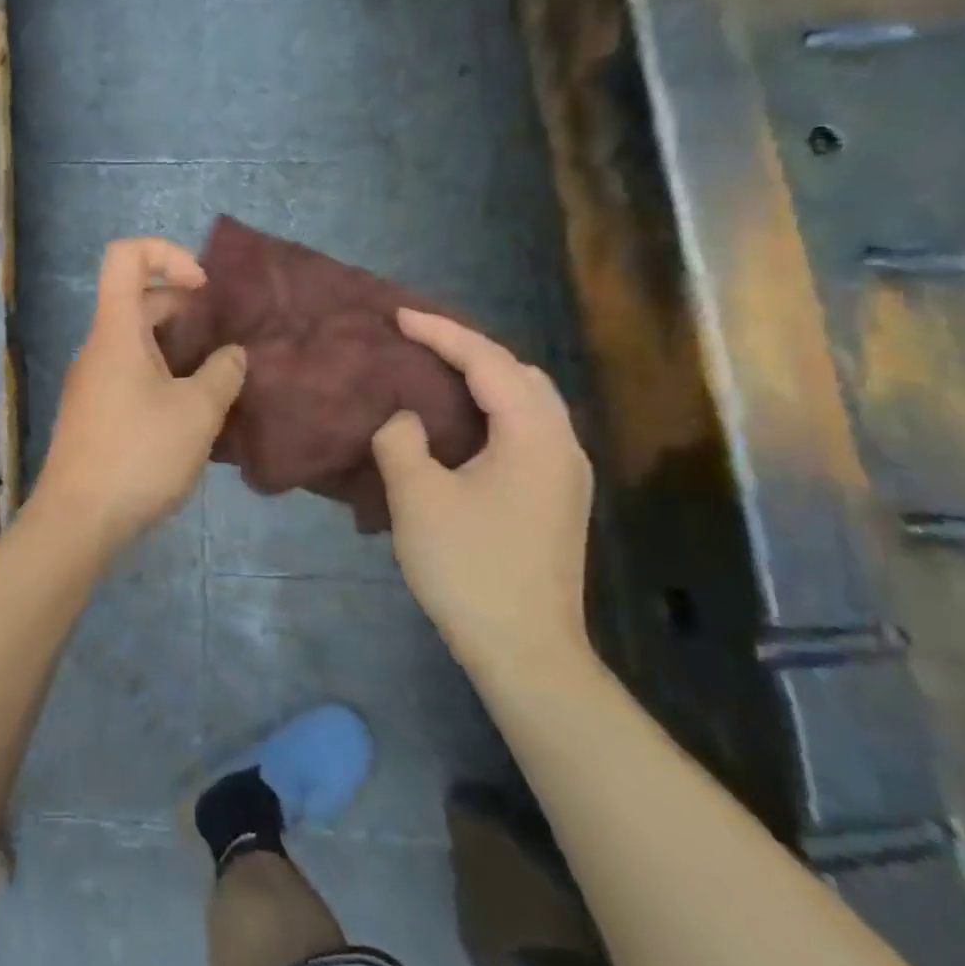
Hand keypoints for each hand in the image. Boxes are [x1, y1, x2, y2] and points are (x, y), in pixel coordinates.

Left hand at [34, 239, 246, 550]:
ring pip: (136, 342)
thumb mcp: (197, 413)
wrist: (78, 520)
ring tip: (216, 380)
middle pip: (137, 301)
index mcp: (116, 331)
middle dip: (184, 309)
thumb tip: (232, 356)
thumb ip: (223, 374)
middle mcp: (98, 348)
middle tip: (222, 342)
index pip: (125, 256)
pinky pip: (129, 375)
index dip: (167, 255)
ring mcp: (91, 382)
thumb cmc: (138, 455)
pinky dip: (161, 376)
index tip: (202, 290)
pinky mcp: (93, 413)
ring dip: (177, 349)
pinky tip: (189, 414)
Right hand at [371, 309, 593, 680]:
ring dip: (485, 380)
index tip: (399, 317)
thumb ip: (402, 442)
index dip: (442, 333)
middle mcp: (561, 445)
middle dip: (470, 350)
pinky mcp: (556, 499)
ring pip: (529, 403)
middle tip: (419, 344)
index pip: (489, 363)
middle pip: (521, 375)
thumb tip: (406, 420)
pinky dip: (493, 411)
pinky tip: (461, 427)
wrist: (525, 648)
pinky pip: (526, 430)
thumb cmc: (469, 567)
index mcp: (534, 436)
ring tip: (436, 375)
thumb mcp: (418, 498)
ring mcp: (565, 475)